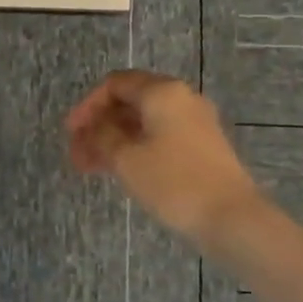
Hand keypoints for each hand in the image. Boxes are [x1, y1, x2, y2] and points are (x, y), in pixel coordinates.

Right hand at [66, 70, 261, 243]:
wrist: (231, 217)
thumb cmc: (174, 182)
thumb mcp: (126, 159)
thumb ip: (102, 136)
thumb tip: (93, 128)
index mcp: (162, 92)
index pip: (115, 84)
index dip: (87, 106)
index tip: (70, 133)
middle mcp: (181, 99)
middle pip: (130, 102)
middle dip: (99, 126)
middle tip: (77, 154)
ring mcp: (195, 122)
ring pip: (144, 123)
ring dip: (114, 140)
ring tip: (91, 168)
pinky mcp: (202, 146)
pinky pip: (160, 137)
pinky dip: (135, 148)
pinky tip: (120, 171)